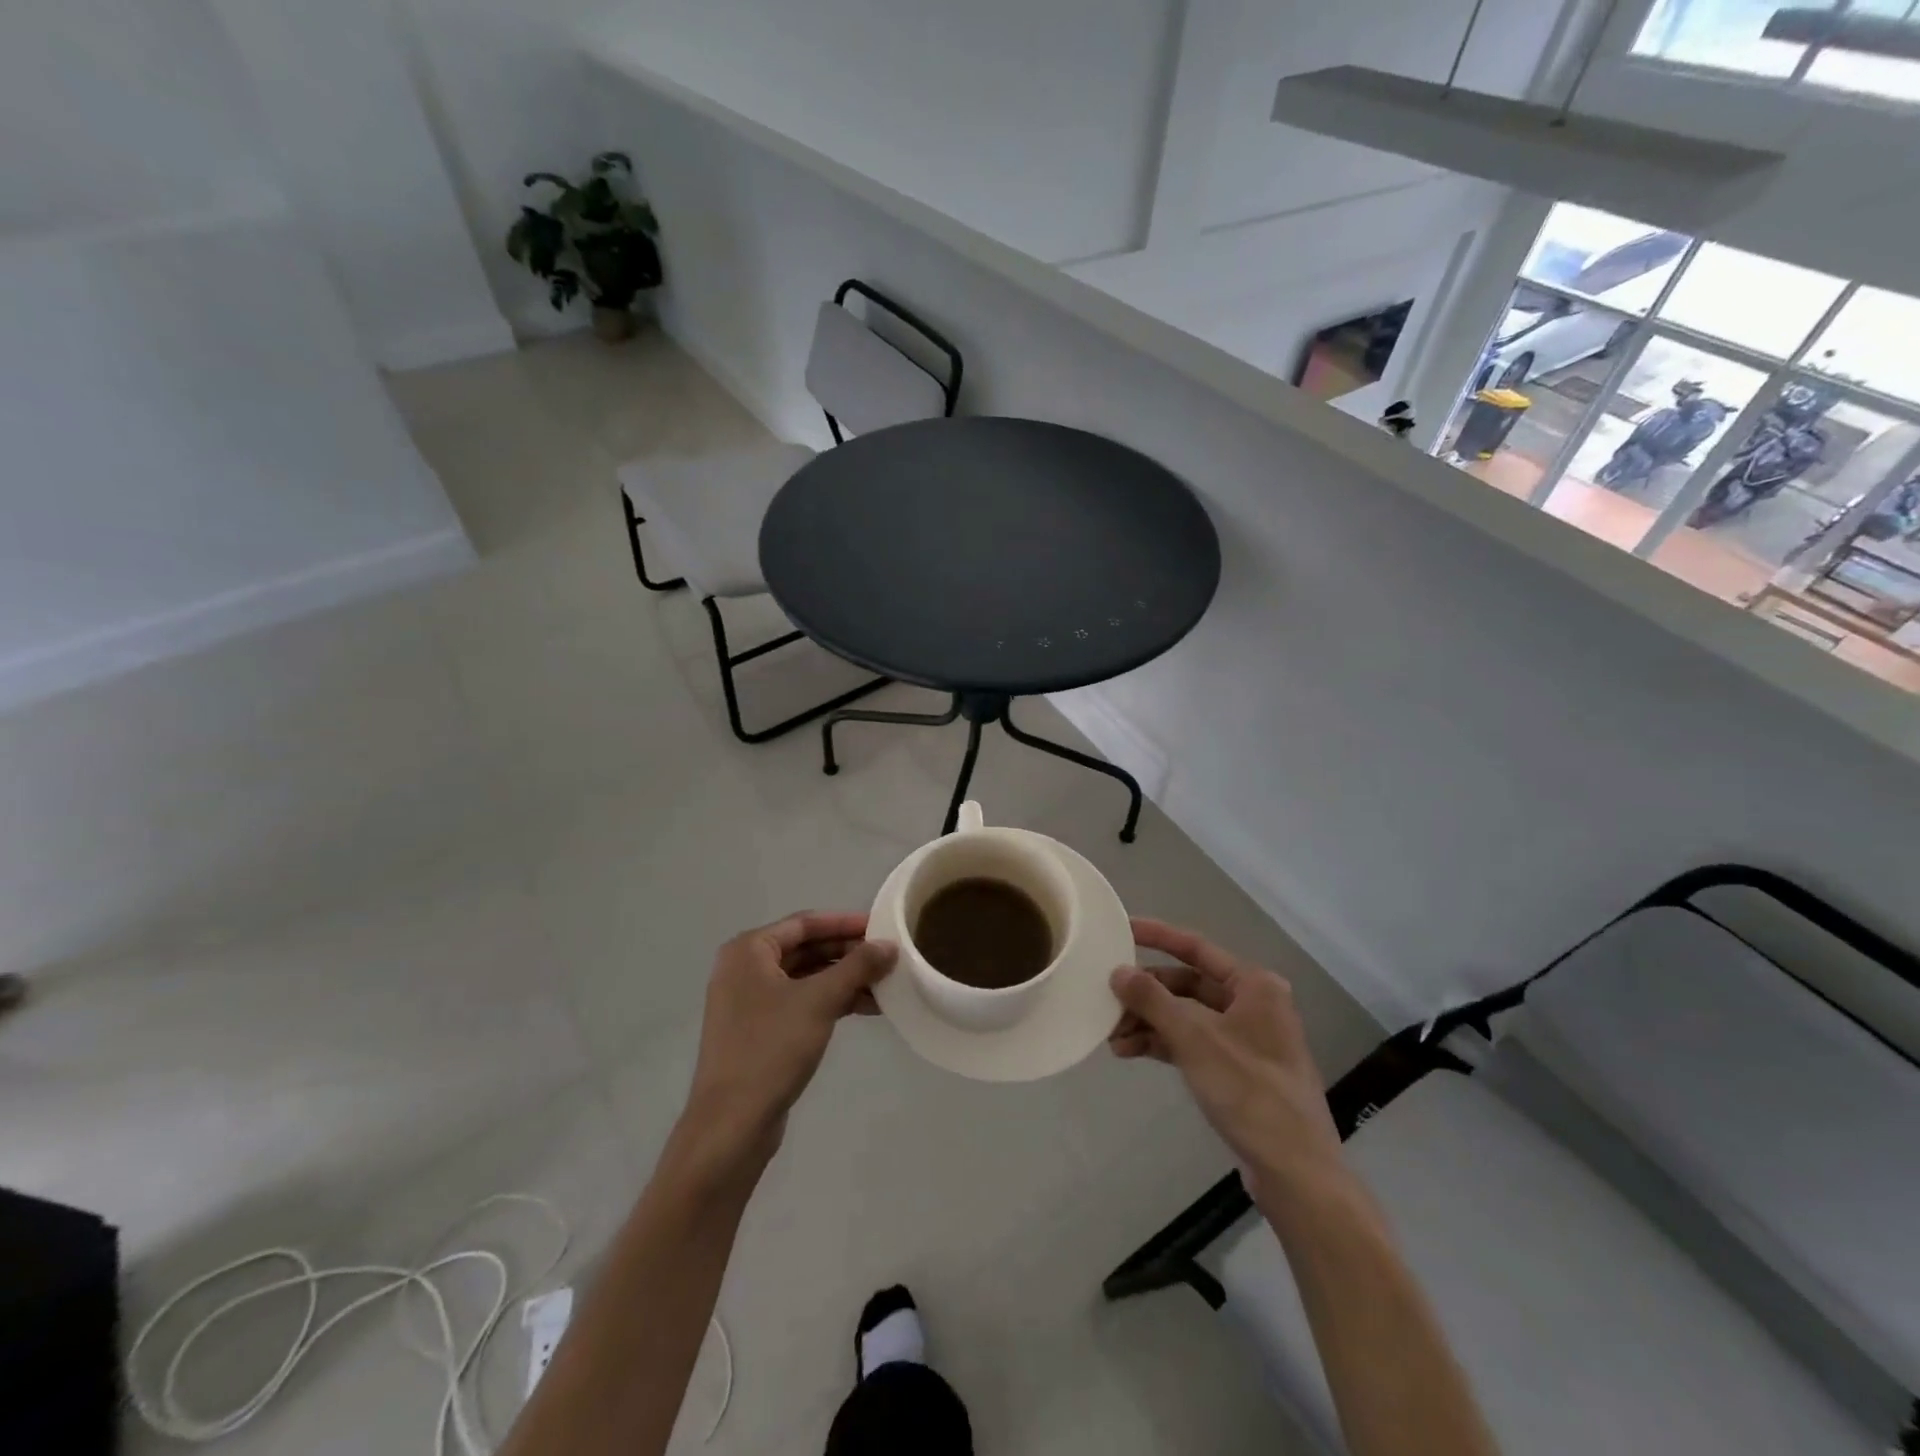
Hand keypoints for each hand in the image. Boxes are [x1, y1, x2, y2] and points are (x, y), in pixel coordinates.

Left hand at [682, 912, 895, 1162]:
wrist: (732, 1124)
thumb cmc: (771, 1048)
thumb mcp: (819, 1000)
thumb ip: (857, 967)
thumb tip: (890, 945)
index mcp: (748, 951)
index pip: (804, 923)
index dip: (844, 923)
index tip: (880, 926)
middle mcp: (744, 970)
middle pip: (805, 949)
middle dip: (847, 953)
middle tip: (887, 957)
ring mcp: (750, 1003)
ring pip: (805, 978)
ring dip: (843, 979)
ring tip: (885, 985)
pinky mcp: (759, 1032)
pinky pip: (800, 1003)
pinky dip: (830, 1002)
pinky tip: (865, 1008)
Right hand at [1109, 918, 1345, 1203]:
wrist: (1295, 1171)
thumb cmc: (1250, 1091)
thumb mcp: (1195, 1039)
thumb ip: (1153, 1000)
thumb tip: (1118, 971)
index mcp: (1254, 985)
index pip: (1197, 948)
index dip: (1158, 936)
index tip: (1122, 929)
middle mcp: (1252, 1004)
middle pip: (1187, 984)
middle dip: (1147, 993)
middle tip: (1108, 998)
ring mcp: (1245, 1039)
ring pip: (1186, 1016)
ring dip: (1150, 1022)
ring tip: (1113, 1036)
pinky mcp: (1237, 1070)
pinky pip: (1192, 1043)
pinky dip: (1163, 1044)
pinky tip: (1130, 1052)